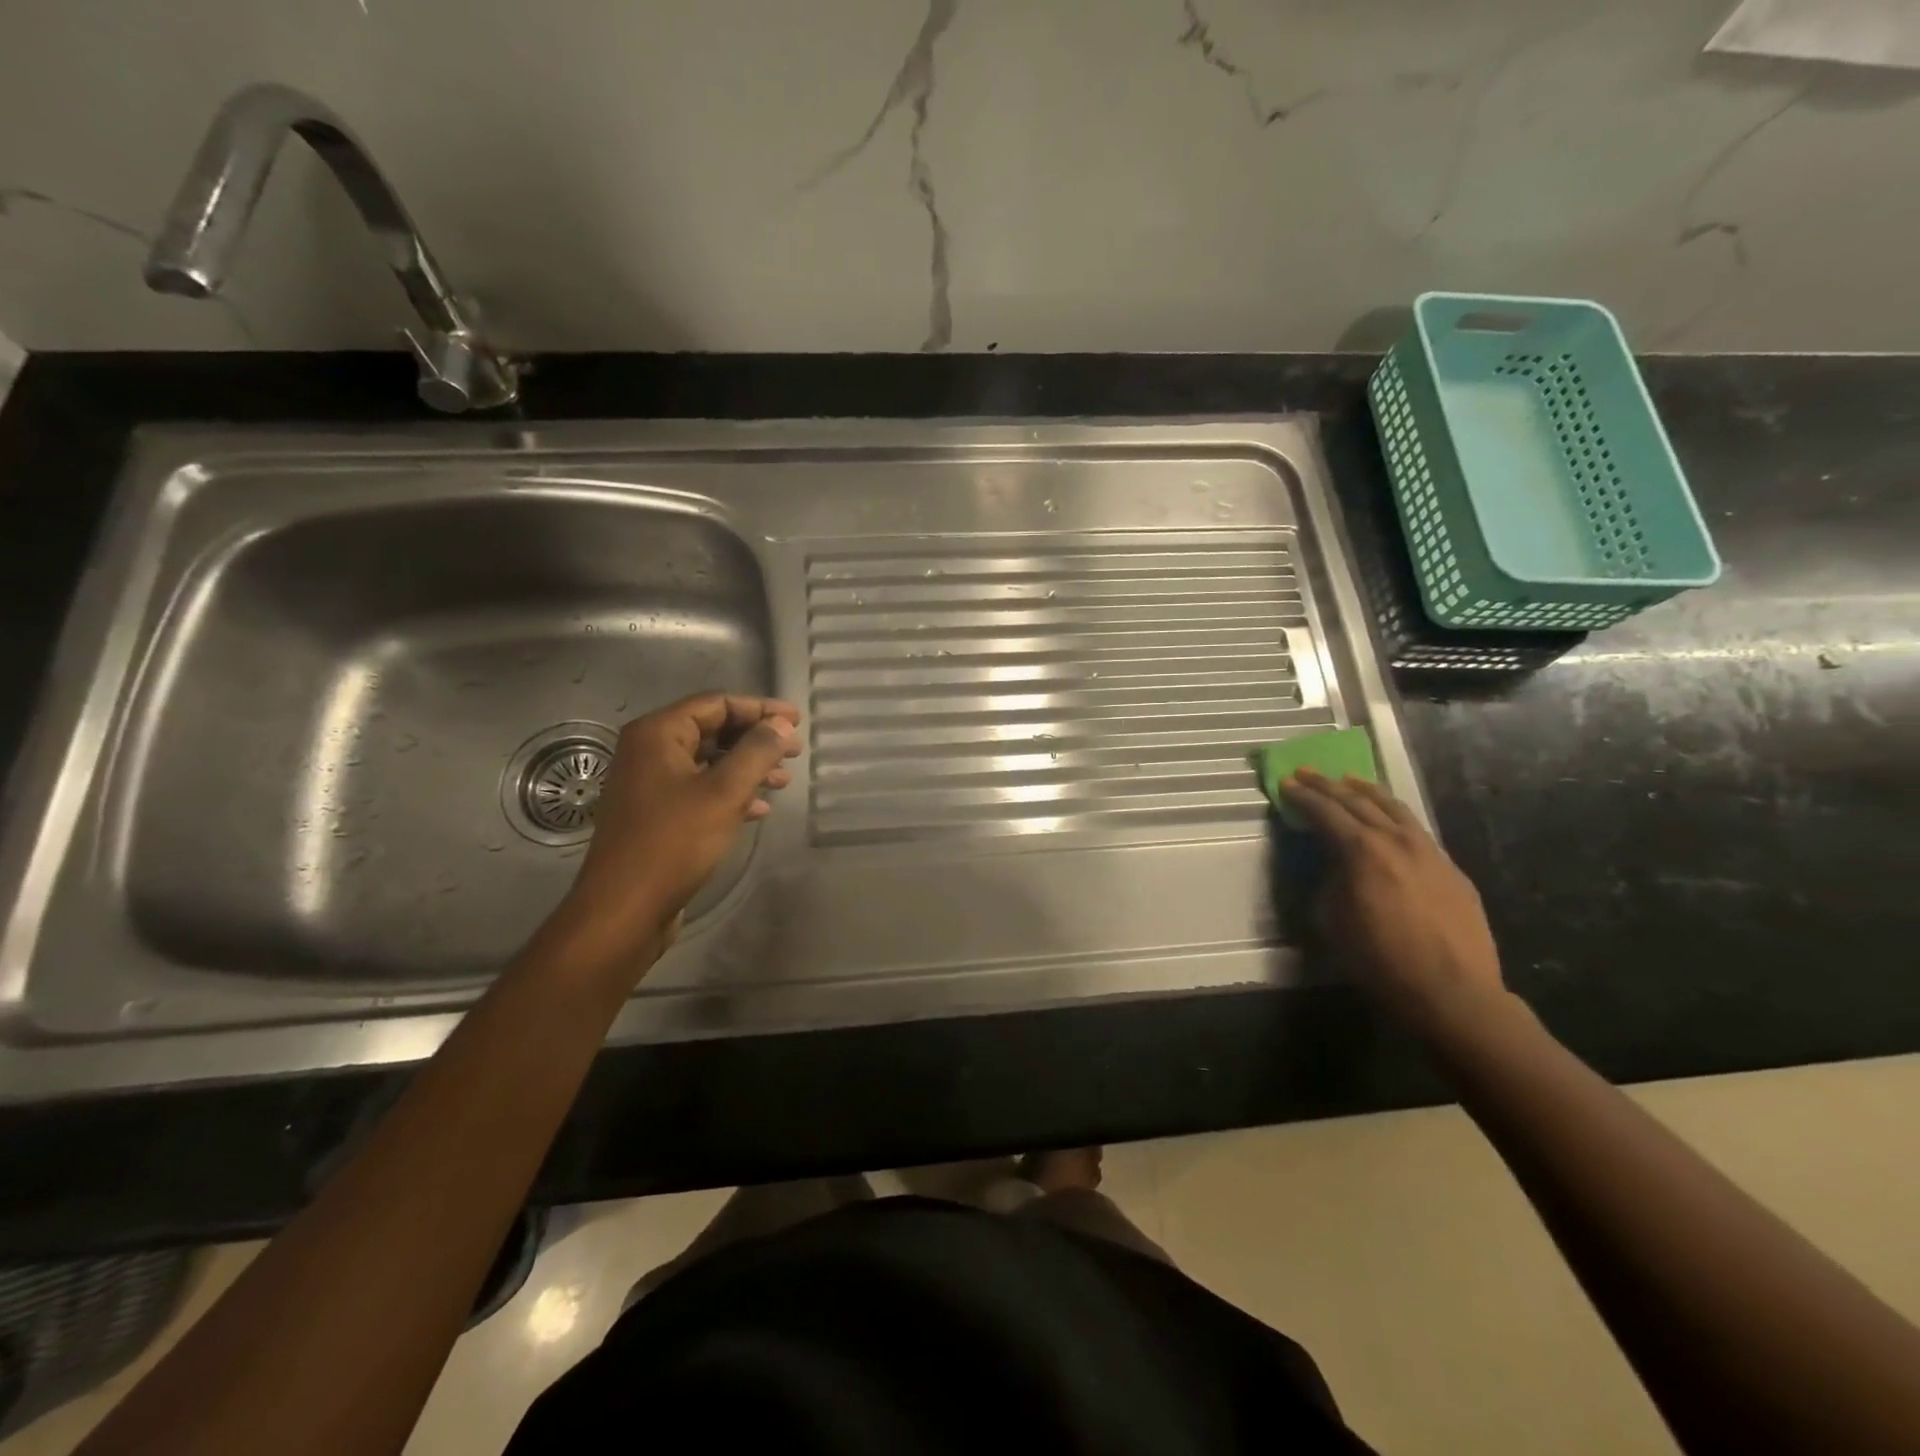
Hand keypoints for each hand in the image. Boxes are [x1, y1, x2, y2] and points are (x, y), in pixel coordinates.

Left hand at [545, 693, 801, 969]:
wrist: (624, 909)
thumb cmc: (674, 842)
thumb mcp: (724, 792)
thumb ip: (757, 752)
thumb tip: (781, 725)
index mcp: (657, 734)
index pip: (716, 704)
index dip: (760, 708)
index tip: (797, 721)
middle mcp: (648, 751)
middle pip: (712, 730)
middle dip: (755, 739)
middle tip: (793, 750)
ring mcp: (649, 784)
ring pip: (708, 762)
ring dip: (747, 767)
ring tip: (783, 780)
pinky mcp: (656, 815)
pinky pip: (699, 789)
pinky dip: (730, 793)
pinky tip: (758, 809)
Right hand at [1278, 769, 1503, 1026]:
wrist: (1451, 991)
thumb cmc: (1378, 959)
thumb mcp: (1331, 919)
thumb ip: (1328, 881)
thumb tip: (1333, 866)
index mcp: (1362, 850)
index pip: (1325, 812)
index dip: (1302, 797)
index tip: (1286, 784)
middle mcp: (1396, 840)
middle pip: (1357, 801)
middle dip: (1328, 785)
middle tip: (1307, 773)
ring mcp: (1429, 851)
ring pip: (1394, 808)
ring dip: (1367, 792)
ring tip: (1350, 780)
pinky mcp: (1450, 868)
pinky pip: (1416, 830)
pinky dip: (1394, 816)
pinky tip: (1389, 819)